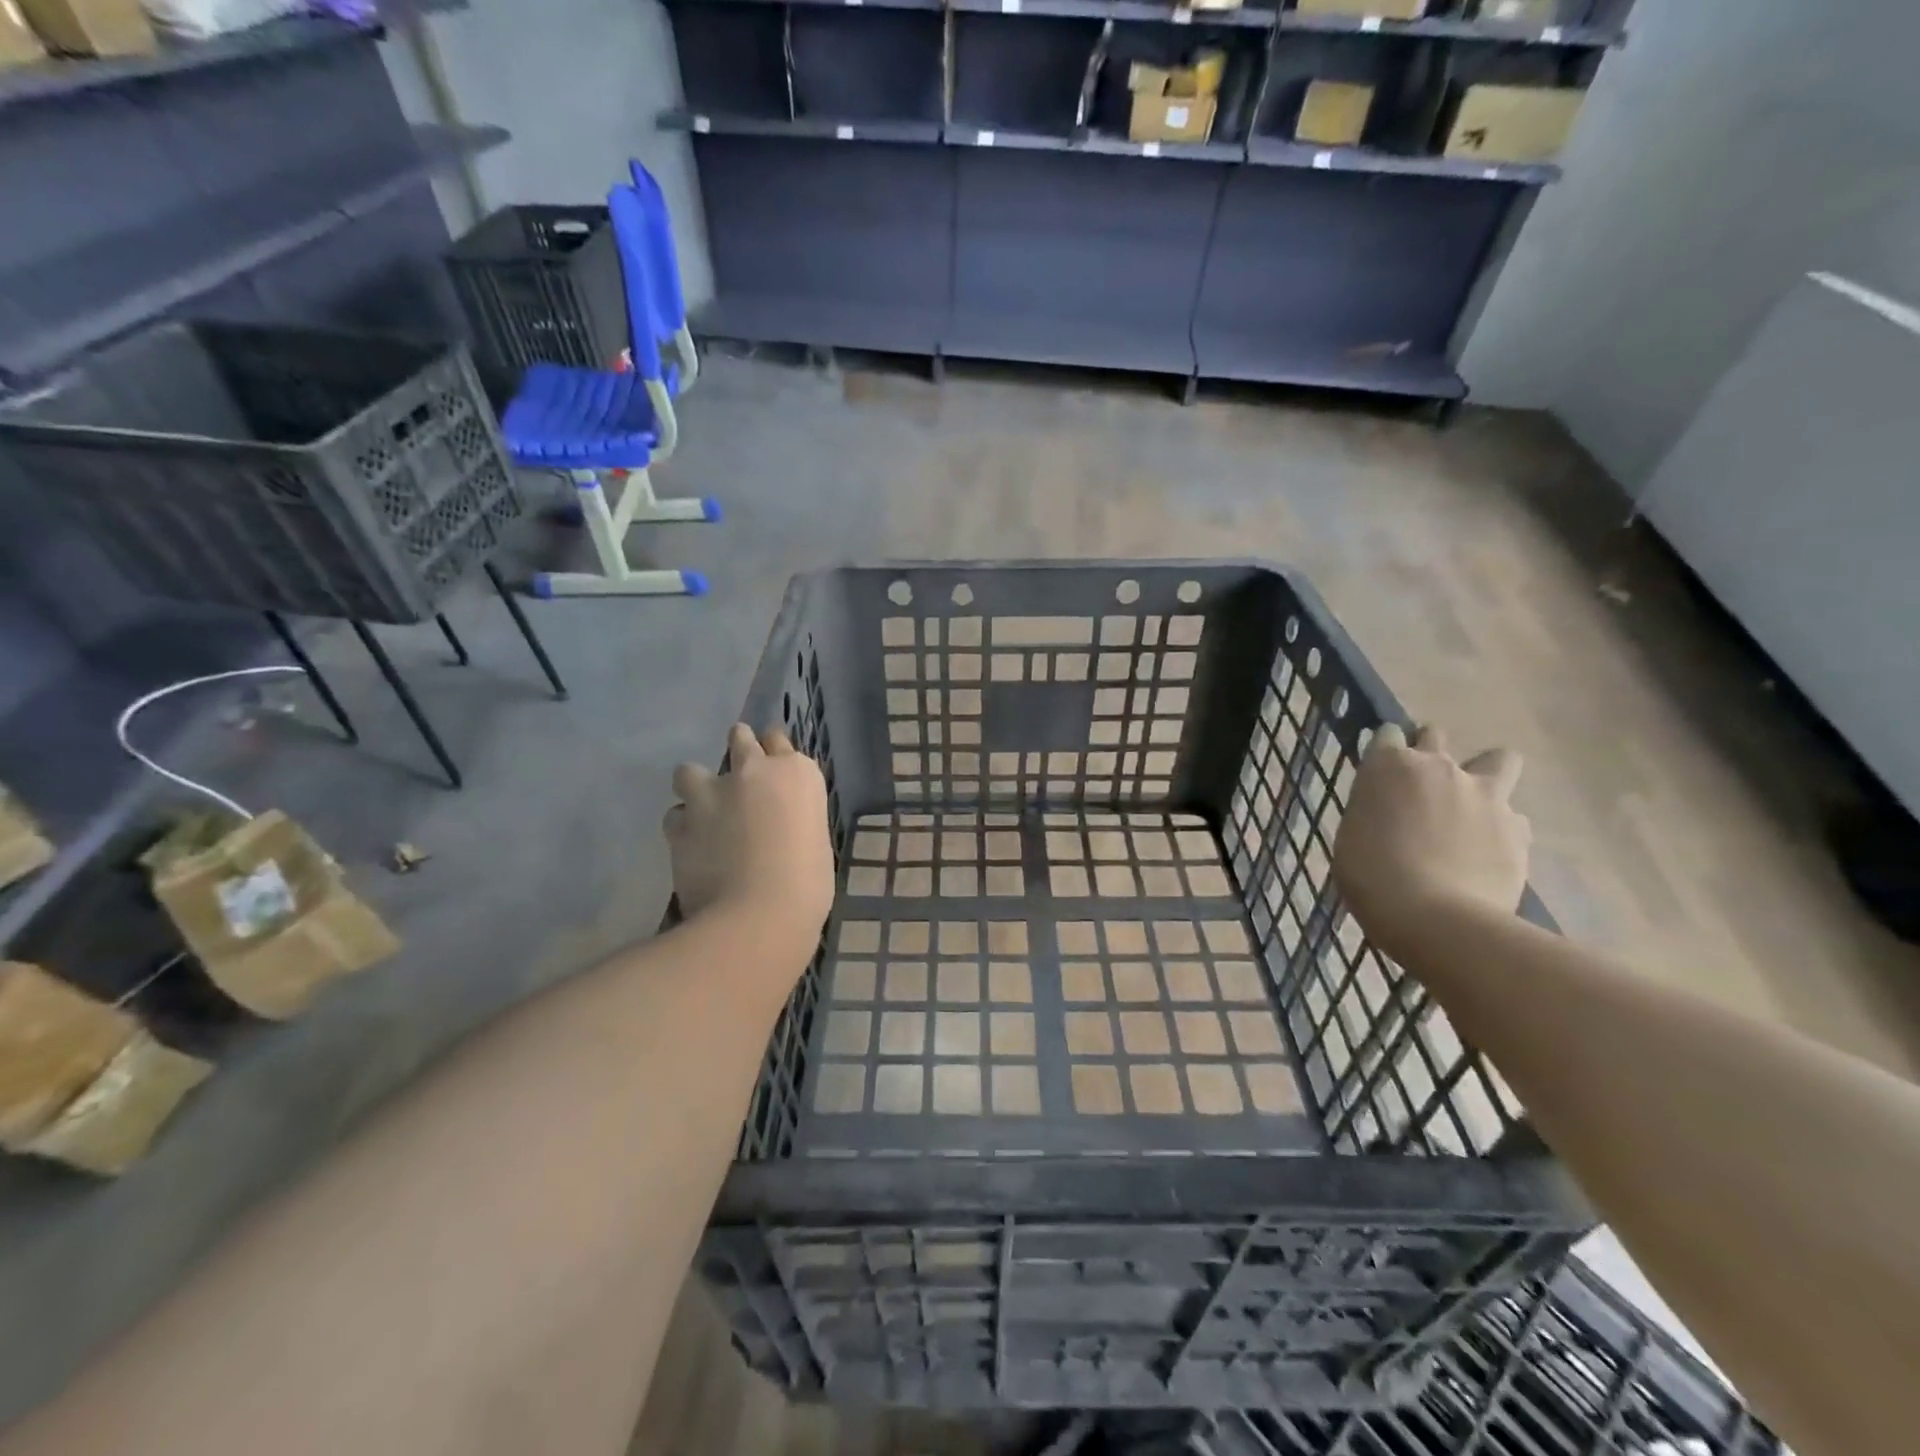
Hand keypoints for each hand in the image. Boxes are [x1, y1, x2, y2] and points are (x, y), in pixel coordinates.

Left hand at [665, 724, 833, 951]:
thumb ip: (793, 820)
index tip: (772, 767)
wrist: (757, 917)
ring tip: (704, 812)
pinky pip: (674, 815)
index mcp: (796, 774)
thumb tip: (779, 827)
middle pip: (739, 738)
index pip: (780, 741)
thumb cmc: (807, 886)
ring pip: (690, 770)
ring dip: (696, 786)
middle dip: (738, 750)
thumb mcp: (815, 842)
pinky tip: (691, 846)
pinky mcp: (680, 823)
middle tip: (740, 779)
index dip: (774, 753)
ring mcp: (711, 794)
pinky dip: (682, 827)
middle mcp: (753, 771)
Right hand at [1333, 723, 1530, 949]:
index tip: (1381, 772)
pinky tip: (1489, 852)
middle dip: (1428, 751)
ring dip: (1486, 773)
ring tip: (1474, 805)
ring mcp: (1485, 794)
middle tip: (1420, 786)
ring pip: (1499, 758)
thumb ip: (1374, 812)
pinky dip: (1503, 828)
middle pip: (1435, 735)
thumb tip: (1389, 813)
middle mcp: (1439, 767)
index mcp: (1389, 766)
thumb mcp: (1352, 836)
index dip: (1385, 751)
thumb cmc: (1371, 877)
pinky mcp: (1518, 827)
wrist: (1435, 918)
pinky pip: (1515, 816)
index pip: (1387, 734)